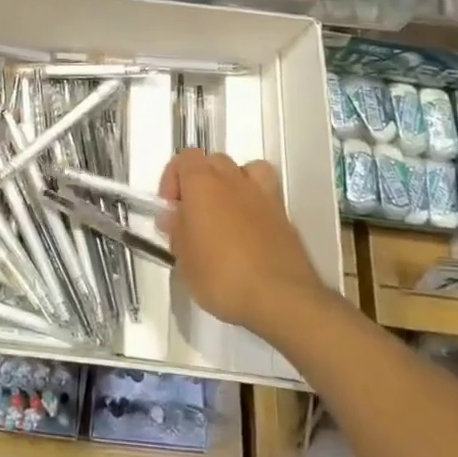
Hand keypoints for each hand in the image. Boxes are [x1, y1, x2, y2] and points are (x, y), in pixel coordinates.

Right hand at [160, 150, 325, 337]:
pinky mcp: (285, 217)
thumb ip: (177, 230)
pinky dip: (256, 204)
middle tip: (195, 215)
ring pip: (246, 170)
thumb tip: (174, 216)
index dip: (172, 180)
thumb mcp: (184, 259)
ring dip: (233, 184)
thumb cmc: (221, 275)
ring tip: (226, 213)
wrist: (281, 298)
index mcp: (202, 183)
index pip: (184, 158)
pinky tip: (250, 231)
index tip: (171, 209)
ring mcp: (263, 195)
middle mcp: (233, 179)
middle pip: (214, 161)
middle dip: (201, 181)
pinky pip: (266, 195)